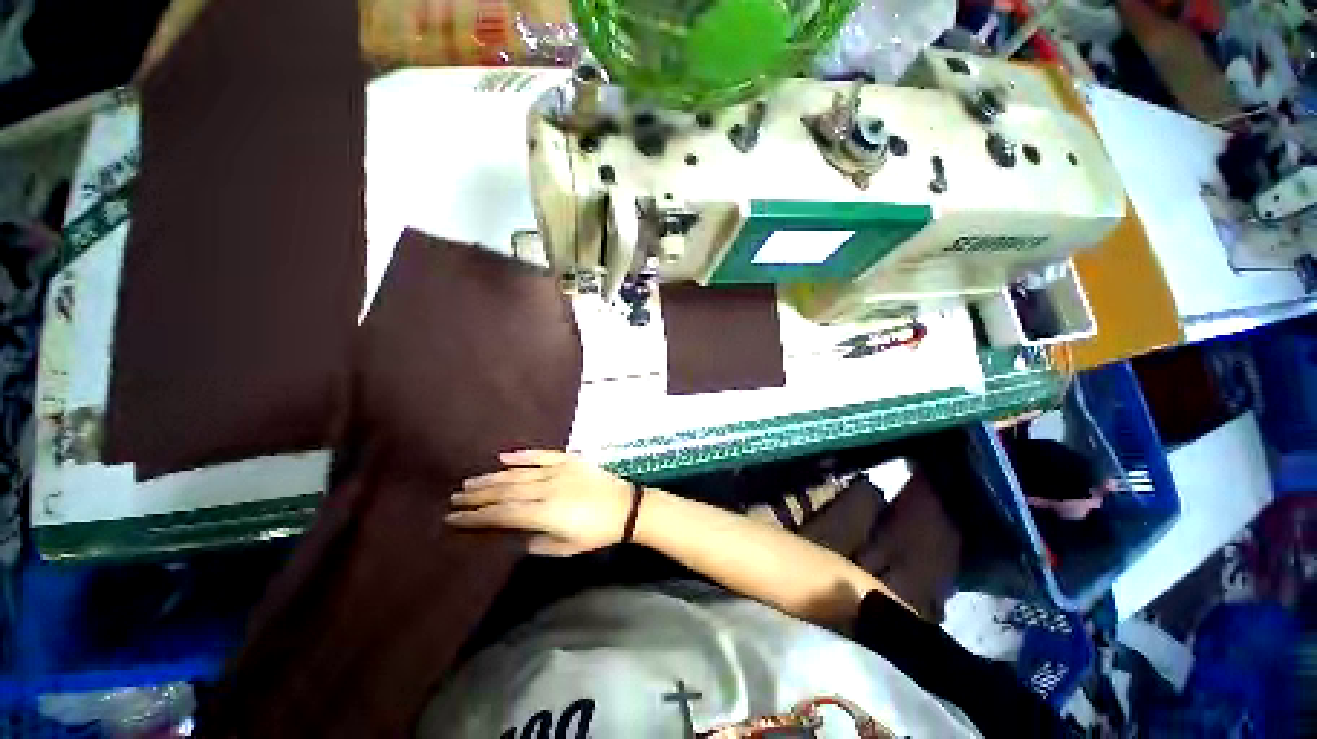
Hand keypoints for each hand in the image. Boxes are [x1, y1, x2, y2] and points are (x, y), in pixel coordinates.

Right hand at [445, 450, 634, 556]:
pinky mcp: (570, 460)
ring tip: (471, 481)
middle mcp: (548, 489)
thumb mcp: (565, 548)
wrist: (626, 507)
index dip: (475, 516)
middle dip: (477, 495)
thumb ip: (536, 543)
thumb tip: (514, 535)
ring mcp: (559, 471)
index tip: (453, 517)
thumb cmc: (597, 533)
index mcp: (545, 513)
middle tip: (454, 497)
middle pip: (505, 491)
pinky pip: (542, 455)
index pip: (502, 514)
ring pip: (518, 473)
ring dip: (493, 477)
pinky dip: (522, 456)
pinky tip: (504, 457)